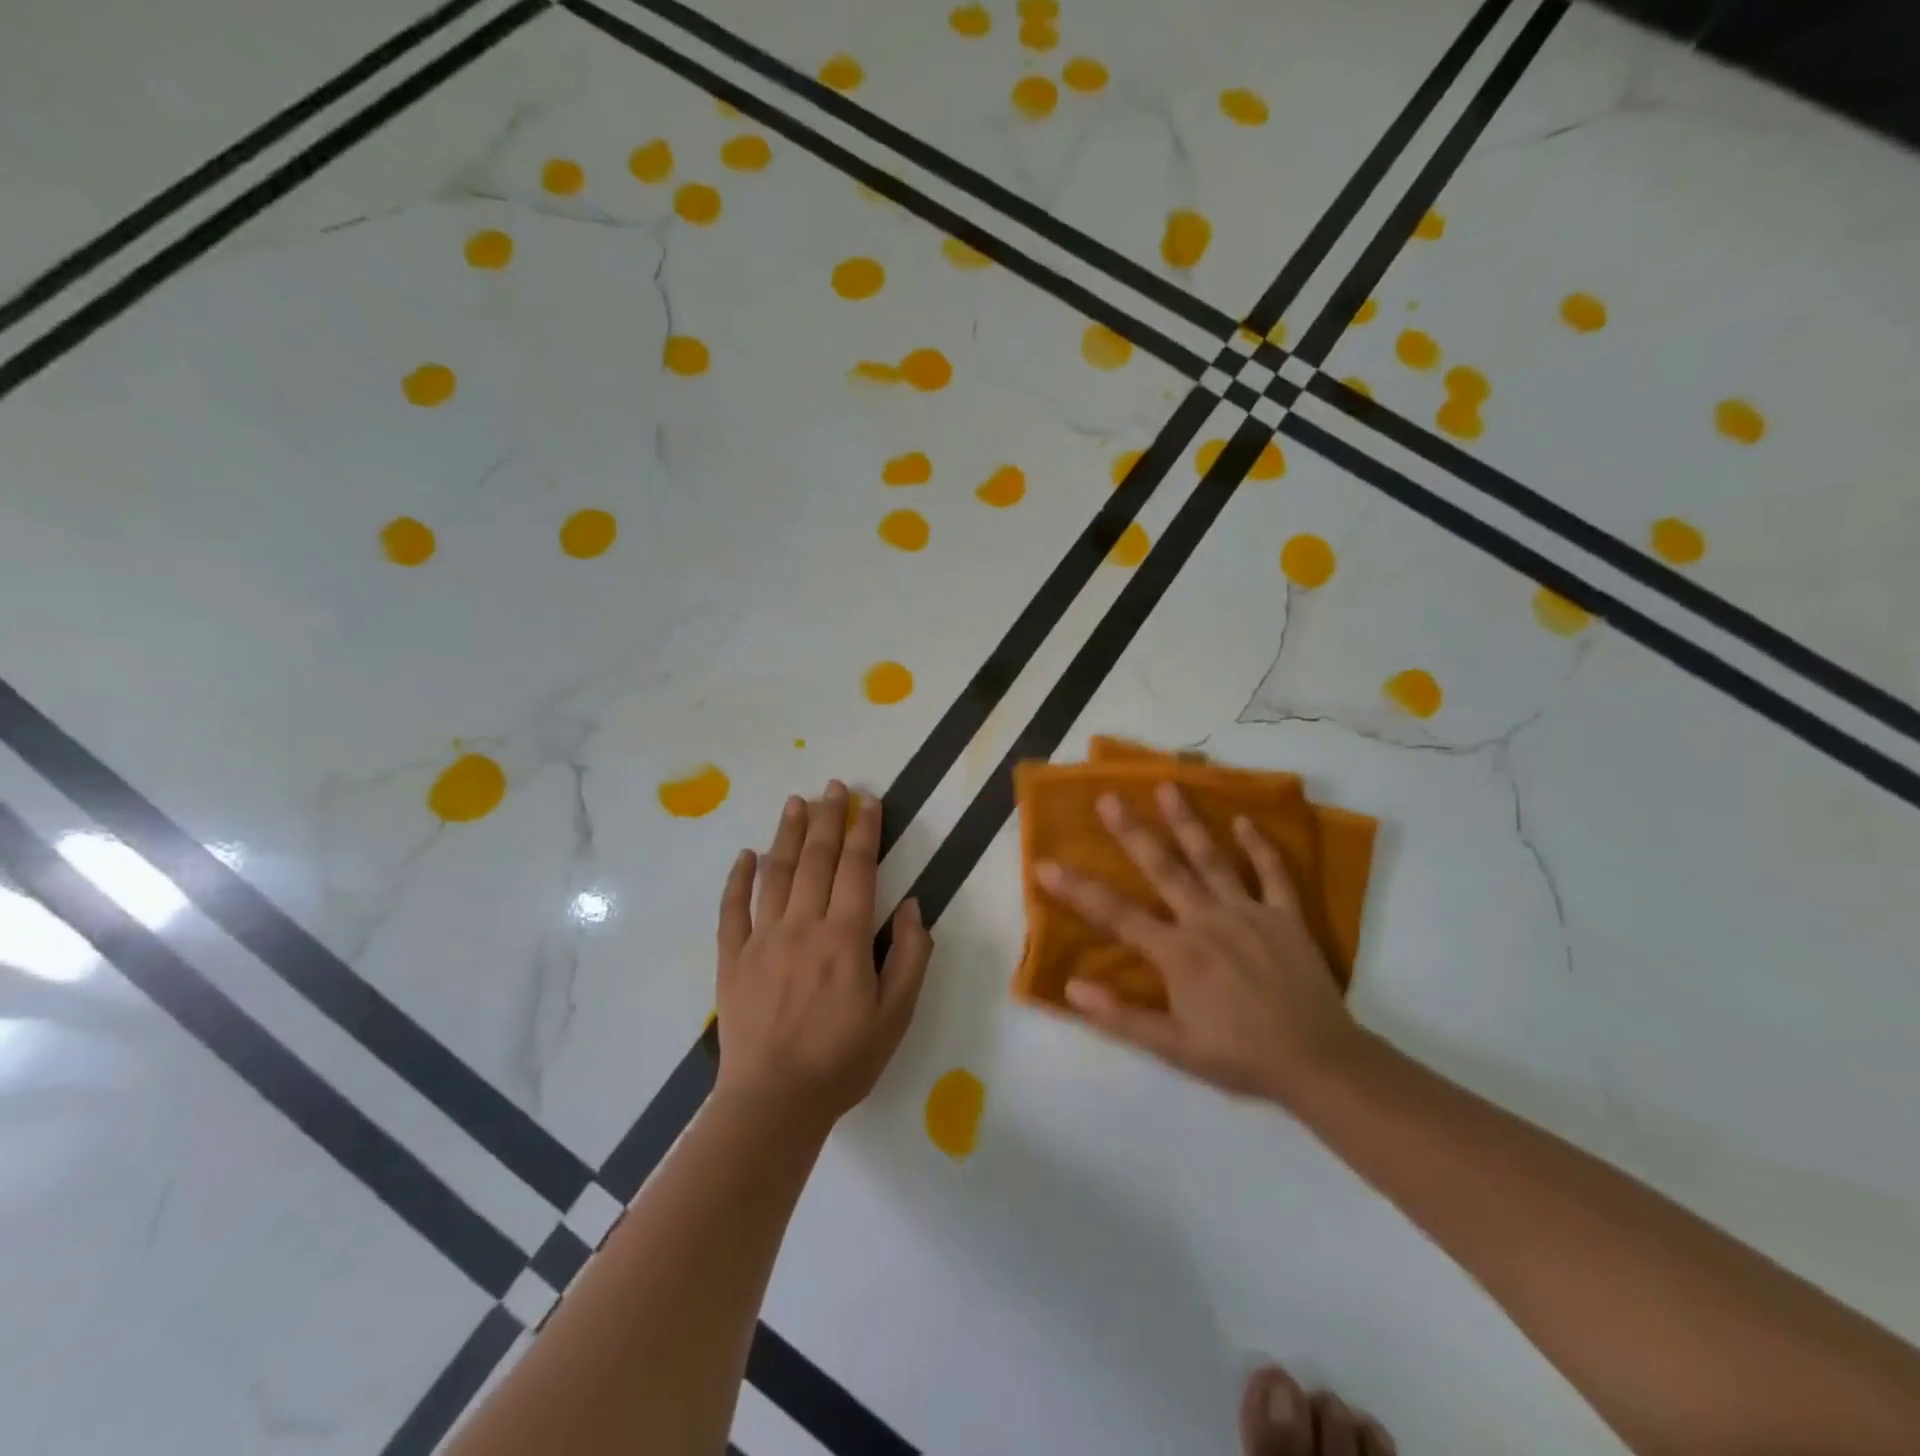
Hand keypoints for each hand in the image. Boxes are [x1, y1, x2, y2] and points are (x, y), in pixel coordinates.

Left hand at [715, 781, 932, 1129]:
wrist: (773, 1102)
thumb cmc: (843, 1060)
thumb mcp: (896, 1016)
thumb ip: (910, 957)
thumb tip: (911, 907)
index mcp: (845, 938)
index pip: (857, 869)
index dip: (864, 830)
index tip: (868, 801)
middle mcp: (803, 925)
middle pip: (816, 859)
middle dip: (828, 818)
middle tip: (834, 787)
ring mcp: (762, 939)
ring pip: (776, 873)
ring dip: (787, 834)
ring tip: (796, 802)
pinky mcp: (733, 958)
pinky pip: (733, 909)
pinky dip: (738, 878)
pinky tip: (745, 854)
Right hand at [1035, 783, 1362, 1106]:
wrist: (1319, 1063)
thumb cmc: (1240, 1056)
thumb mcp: (1173, 1048)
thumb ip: (1120, 1016)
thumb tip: (1071, 987)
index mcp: (1178, 952)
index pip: (1117, 914)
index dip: (1078, 890)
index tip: (1046, 865)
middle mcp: (1208, 920)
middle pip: (1163, 869)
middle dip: (1132, 832)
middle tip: (1109, 798)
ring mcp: (1250, 913)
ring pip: (1212, 859)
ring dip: (1188, 822)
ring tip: (1168, 786)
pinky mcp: (1286, 916)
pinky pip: (1272, 874)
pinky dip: (1260, 846)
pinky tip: (1244, 820)